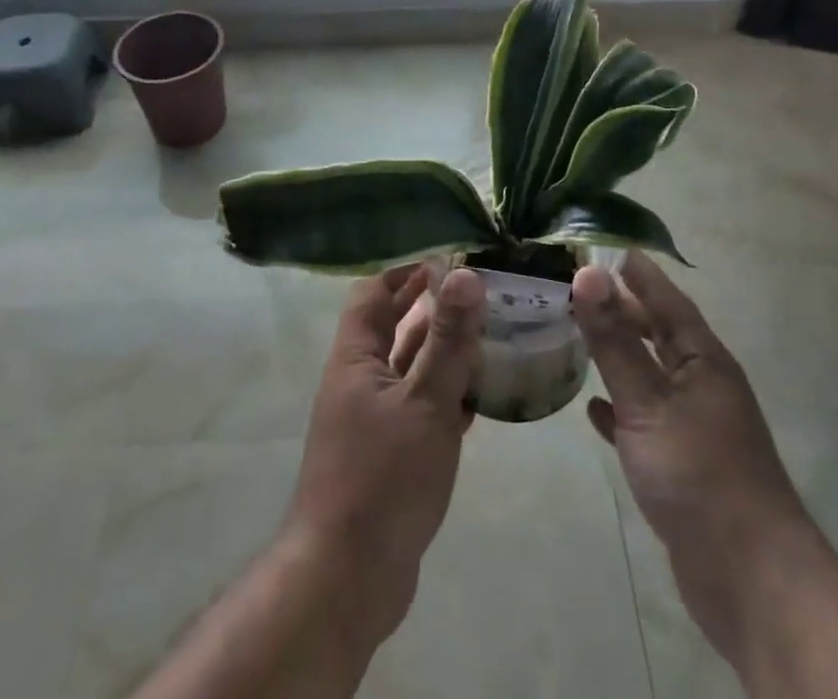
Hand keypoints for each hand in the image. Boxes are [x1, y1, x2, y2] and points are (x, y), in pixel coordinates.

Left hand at [282, 263, 484, 645]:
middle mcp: (359, 381)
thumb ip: (447, 340)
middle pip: (394, 326)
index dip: (406, 271)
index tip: (449, 257)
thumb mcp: (424, 403)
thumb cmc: (382, 479)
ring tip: (490, 332)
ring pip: (411, 368)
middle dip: (431, 305)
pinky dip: (447, 394)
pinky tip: (481, 392)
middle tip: (479, 290)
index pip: (374, 292)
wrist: (346, 580)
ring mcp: (373, 420)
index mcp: (355, 358)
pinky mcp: (390, 454)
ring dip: (444, 350)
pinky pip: (421, 407)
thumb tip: (466, 275)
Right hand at [572, 253, 817, 666]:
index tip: (608, 246)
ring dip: (619, 356)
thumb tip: (586, 272)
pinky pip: (646, 421)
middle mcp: (702, 384)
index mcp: (702, 360)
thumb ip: (613, 340)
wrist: (750, 578)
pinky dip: (621, 410)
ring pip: (651, 376)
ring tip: (580, 336)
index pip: (667, 299)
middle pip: (659, 334)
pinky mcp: (684, 464)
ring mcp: (695, 426)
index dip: (639, 273)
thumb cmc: (699, 474)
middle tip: (580, 288)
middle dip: (624, 310)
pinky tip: (594, 409)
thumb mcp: (647, 401)